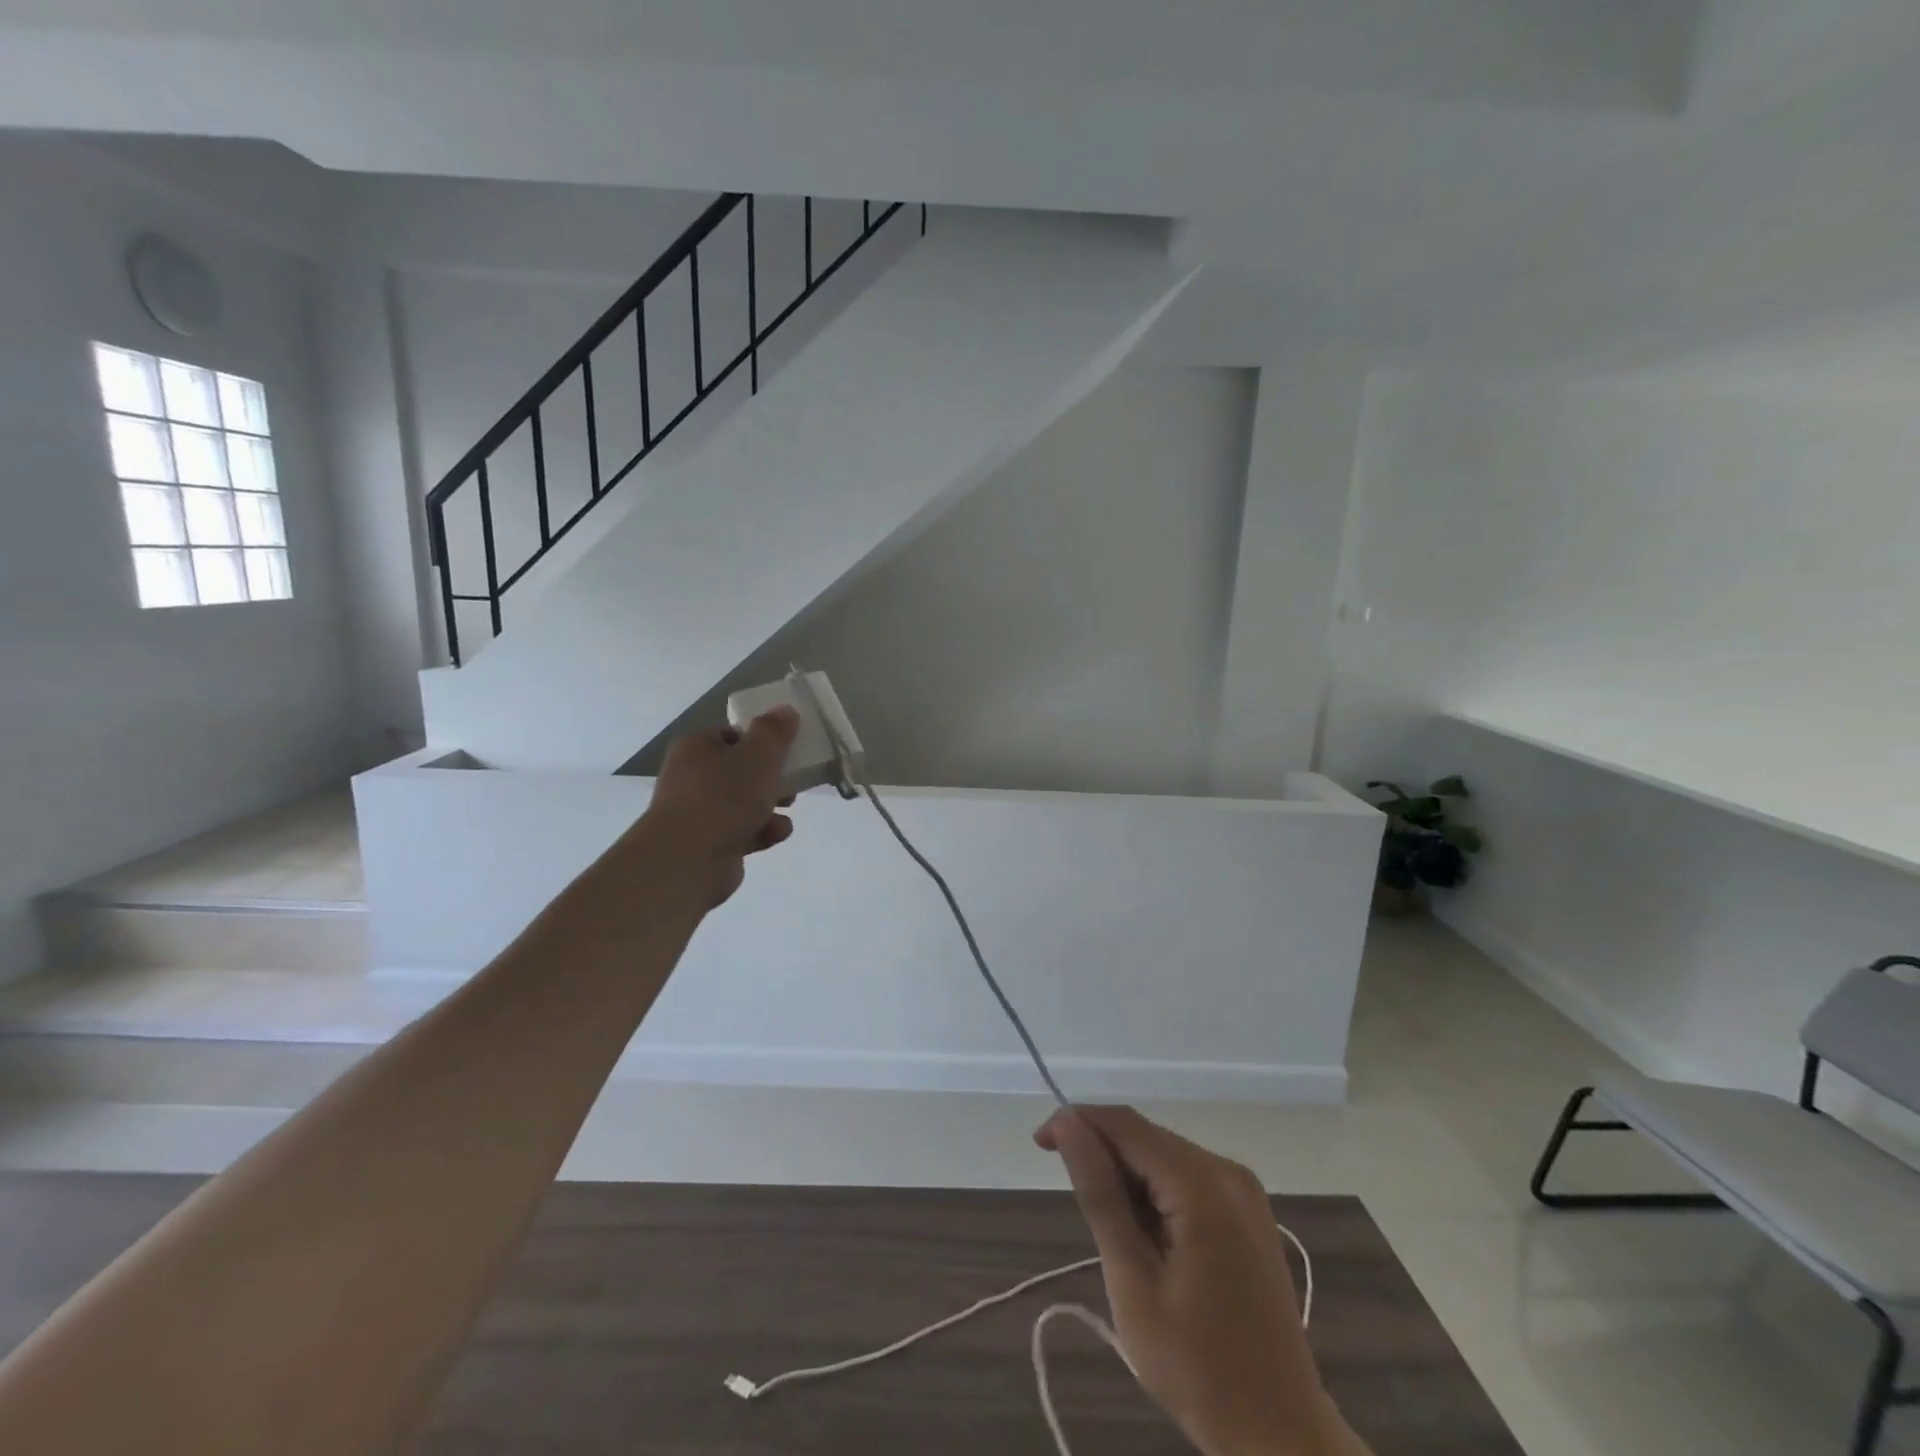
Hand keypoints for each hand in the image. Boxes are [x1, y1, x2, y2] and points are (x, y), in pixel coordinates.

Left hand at [635, 707, 799, 908]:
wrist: (689, 858)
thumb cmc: (724, 796)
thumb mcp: (758, 755)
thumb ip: (774, 732)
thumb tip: (786, 710)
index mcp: (696, 748)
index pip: (730, 735)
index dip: (759, 741)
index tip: (784, 752)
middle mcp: (690, 777)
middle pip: (738, 771)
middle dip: (770, 778)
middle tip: (792, 782)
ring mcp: (696, 813)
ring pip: (741, 803)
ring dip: (769, 807)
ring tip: (789, 809)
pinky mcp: (706, 845)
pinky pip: (740, 831)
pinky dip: (760, 831)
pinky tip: (775, 835)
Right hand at [1036, 1105, 1356, 1455]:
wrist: (1281, 1436)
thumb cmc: (1197, 1367)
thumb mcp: (1132, 1282)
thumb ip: (1100, 1195)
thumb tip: (1067, 1125)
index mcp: (1203, 1184)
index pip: (1125, 1125)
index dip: (1078, 1122)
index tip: (1039, 1144)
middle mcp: (1228, 1171)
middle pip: (1147, 1137)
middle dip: (1103, 1156)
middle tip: (1077, 1210)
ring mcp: (1243, 1190)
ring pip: (1164, 1156)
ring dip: (1128, 1179)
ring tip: (1114, 1237)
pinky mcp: (1248, 1211)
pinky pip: (1187, 1178)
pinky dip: (1156, 1194)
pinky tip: (1148, 1239)